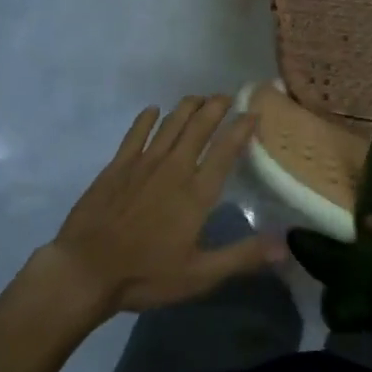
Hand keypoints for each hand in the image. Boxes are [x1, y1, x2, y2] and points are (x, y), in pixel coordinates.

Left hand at [42, 96, 281, 316]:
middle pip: (199, 127)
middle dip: (216, 107)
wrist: (86, 269)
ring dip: (187, 107)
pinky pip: (136, 133)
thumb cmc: (146, 275)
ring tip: (200, 97)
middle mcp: (174, 168)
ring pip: (171, 124)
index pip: (225, 150)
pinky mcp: (117, 165)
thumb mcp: (200, 275)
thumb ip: (242, 256)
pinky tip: (153, 110)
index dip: (241, 128)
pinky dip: (147, 119)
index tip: (254, 112)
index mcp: (197, 193)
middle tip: (228, 95)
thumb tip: (285, 244)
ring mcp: (143, 163)